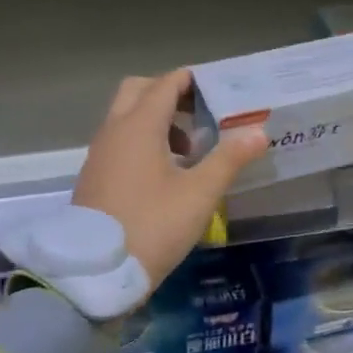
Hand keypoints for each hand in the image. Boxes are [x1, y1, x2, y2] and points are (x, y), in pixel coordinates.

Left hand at [72, 70, 269, 288]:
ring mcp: (99, 153)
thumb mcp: (199, 194)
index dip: (191, 80)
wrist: (96, 271)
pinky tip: (164, 172)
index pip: (165, 84)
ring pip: (125, 116)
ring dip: (155, 119)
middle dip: (168, 93)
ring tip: (189, 149)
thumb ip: (228, 159)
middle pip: (138, 90)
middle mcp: (114, 130)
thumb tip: (258, 132)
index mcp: (139, 126)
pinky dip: (141, 140)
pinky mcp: (94, 175)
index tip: (217, 88)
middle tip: (199, 112)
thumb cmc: (152, 225)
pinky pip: (118, 140)